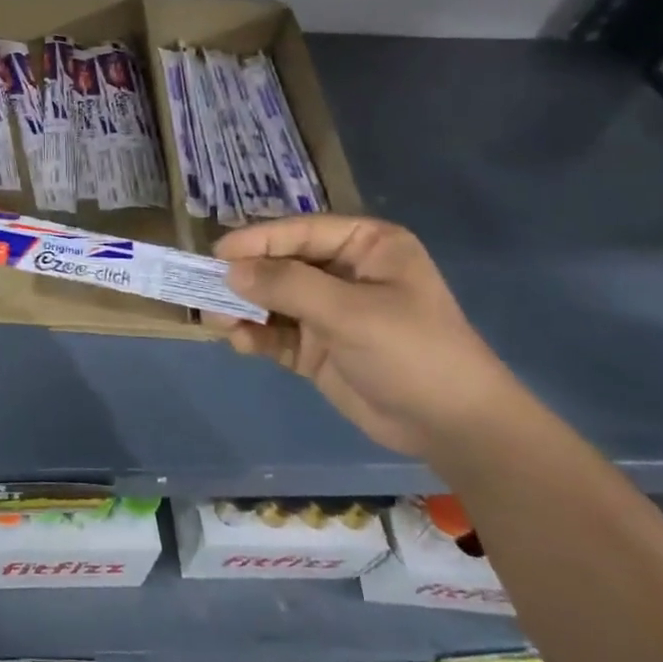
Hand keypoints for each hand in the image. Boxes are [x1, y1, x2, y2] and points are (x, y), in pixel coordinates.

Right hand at [210, 215, 522, 457]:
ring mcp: (328, 310)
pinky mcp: (317, 346)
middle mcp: (343, 271)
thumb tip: (230, 270)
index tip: (217, 253)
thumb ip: (289, 286)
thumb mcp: (352, 313)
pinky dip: (256, 335)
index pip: (300, 232)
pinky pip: (276, 332)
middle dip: (245, 277)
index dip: (257, 240)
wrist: (455, 429)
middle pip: (280, 263)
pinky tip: (241, 342)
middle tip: (208, 288)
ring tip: (219, 319)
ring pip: (272, 298)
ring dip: (244, 307)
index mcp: (365, 246)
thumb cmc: (414, 353)